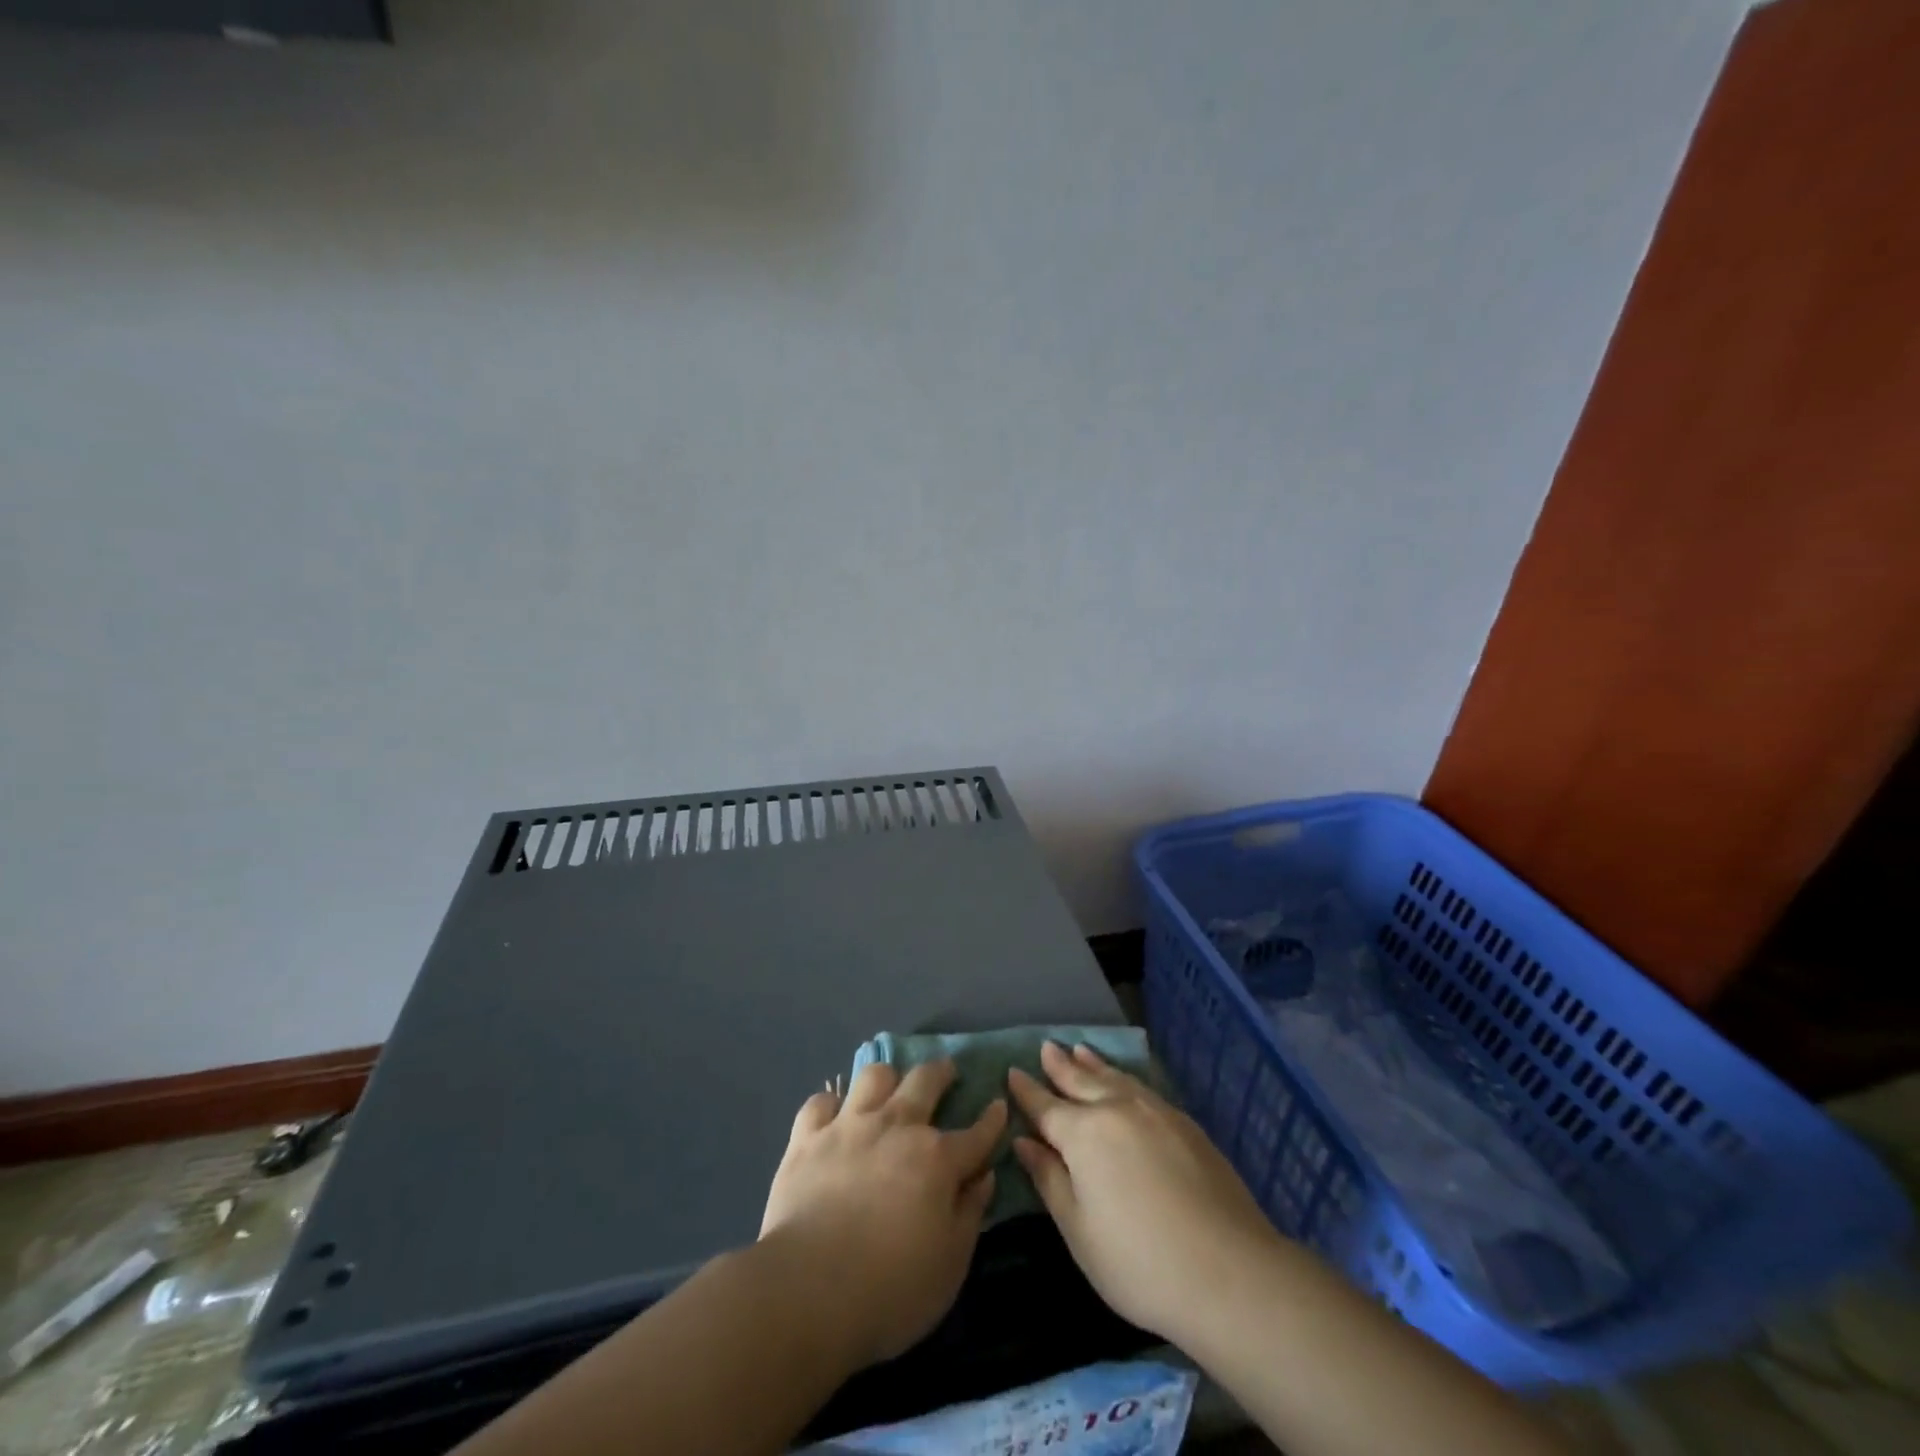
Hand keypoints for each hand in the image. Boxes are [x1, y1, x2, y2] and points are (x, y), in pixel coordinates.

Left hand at [760, 1059, 1005, 1367]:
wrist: (808, 1290)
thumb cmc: (890, 1289)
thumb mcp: (950, 1265)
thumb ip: (969, 1214)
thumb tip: (983, 1176)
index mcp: (936, 1159)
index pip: (976, 1132)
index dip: (992, 1120)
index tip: (999, 1106)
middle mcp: (896, 1126)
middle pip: (925, 1081)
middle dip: (941, 1072)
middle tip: (946, 1072)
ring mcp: (849, 1126)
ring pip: (874, 1076)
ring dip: (888, 1078)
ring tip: (890, 1087)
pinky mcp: (807, 1137)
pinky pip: (821, 1102)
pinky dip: (831, 1106)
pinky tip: (834, 1118)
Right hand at [1008, 1041, 1281, 1345]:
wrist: (1231, 1271)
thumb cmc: (1140, 1262)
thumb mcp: (1079, 1231)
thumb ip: (1049, 1180)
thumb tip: (1024, 1141)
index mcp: (1083, 1134)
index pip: (1046, 1106)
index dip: (1027, 1091)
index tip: (1012, 1072)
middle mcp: (1116, 1109)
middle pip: (1081, 1081)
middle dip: (1060, 1066)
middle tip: (1047, 1047)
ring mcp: (1155, 1111)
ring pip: (1115, 1078)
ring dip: (1093, 1064)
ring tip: (1080, 1050)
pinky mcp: (1185, 1123)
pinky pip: (1142, 1087)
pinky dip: (1123, 1077)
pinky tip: (1125, 1081)